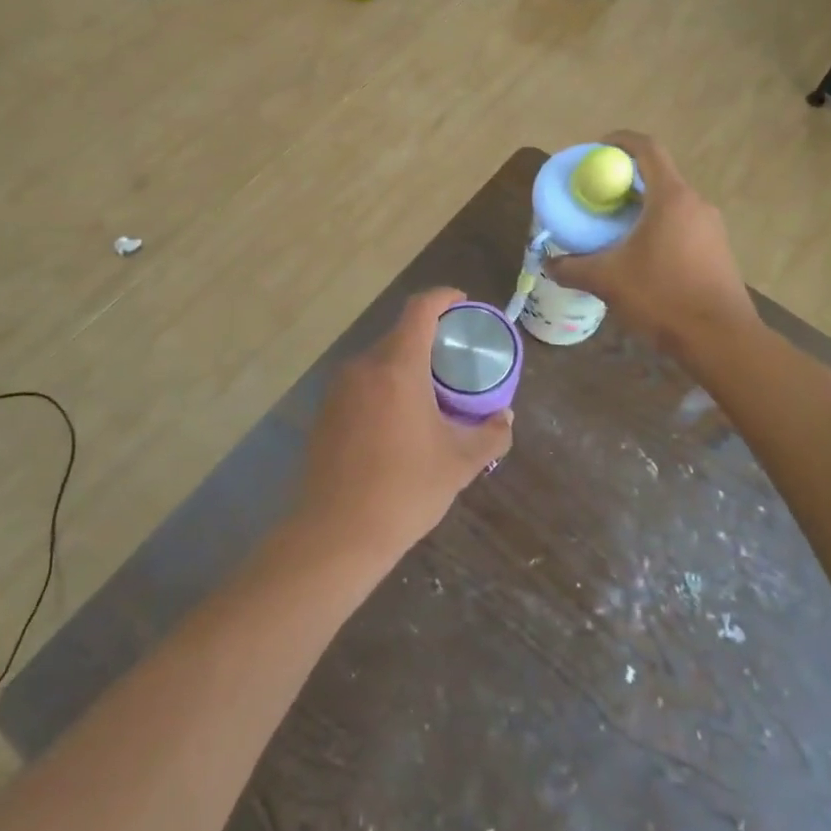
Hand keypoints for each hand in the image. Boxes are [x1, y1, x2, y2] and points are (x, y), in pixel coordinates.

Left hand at [297, 288, 513, 562]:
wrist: (336, 533)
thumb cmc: (405, 490)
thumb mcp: (459, 463)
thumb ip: (490, 434)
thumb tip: (505, 417)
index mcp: (397, 366)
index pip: (420, 309)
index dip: (443, 297)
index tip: (463, 304)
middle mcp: (363, 366)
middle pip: (400, 334)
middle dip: (430, 339)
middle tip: (455, 363)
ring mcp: (338, 389)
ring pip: (379, 361)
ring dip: (406, 366)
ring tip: (431, 396)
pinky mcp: (325, 411)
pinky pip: (362, 384)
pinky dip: (384, 387)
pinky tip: (398, 423)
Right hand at [548, 132, 753, 354]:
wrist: (719, 338)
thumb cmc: (662, 297)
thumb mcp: (607, 280)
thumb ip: (572, 267)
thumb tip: (548, 263)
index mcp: (671, 197)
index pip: (647, 149)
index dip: (620, 141)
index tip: (597, 149)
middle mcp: (695, 203)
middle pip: (658, 175)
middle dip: (625, 180)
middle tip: (596, 196)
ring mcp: (711, 227)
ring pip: (670, 202)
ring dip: (641, 206)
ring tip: (613, 228)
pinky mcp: (717, 250)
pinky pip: (682, 224)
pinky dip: (657, 227)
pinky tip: (639, 255)